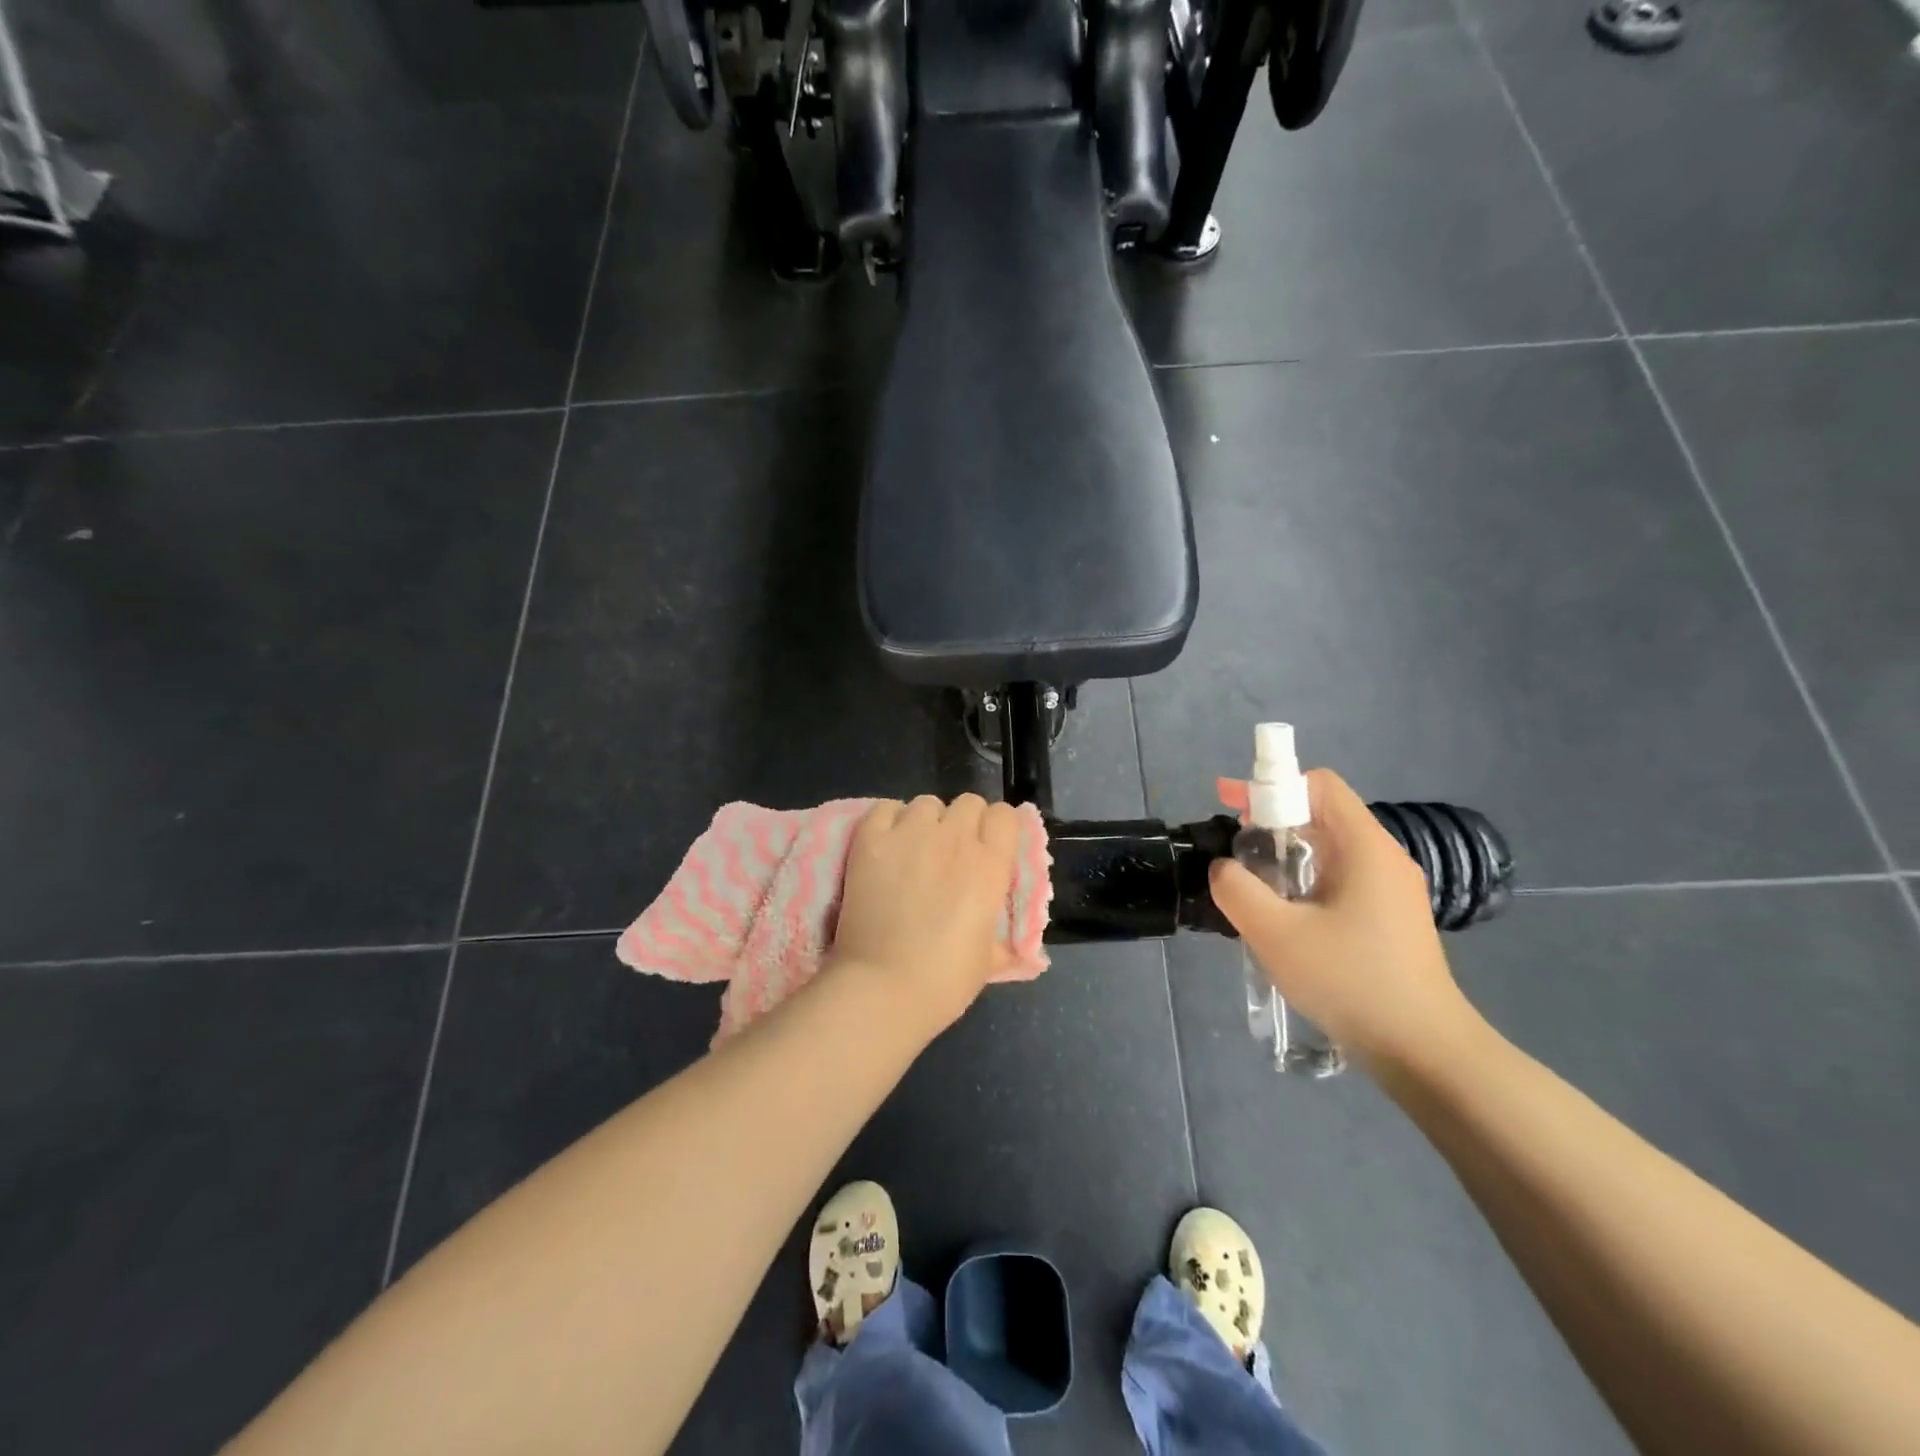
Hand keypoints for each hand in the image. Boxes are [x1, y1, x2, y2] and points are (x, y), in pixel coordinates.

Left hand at [830, 794, 1024, 1032]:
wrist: (884, 987)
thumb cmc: (945, 980)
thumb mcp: (990, 956)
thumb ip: (1000, 932)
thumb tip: (1009, 940)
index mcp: (991, 864)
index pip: (1004, 814)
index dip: (996, 829)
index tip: (987, 848)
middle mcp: (954, 837)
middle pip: (967, 802)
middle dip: (963, 822)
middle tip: (950, 852)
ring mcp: (909, 834)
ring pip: (926, 802)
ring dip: (926, 821)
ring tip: (915, 848)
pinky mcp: (871, 840)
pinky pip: (885, 808)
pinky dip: (889, 821)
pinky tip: (887, 844)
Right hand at [1207, 768, 1485, 1077]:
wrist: (1425, 1053)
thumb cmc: (1351, 982)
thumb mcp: (1275, 933)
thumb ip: (1236, 889)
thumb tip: (1224, 869)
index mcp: (1365, 847)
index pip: (1319, 785)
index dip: (1270, 785)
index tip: (1231, 805)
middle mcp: (1384, 858)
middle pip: (1323, 814)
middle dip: (1272, 821)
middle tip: (1235, 850)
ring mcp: (1393, 891)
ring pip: (1330, 850)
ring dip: (1286, 856)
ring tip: (1253, 887)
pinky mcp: (1392, 920)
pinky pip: (1342, 880)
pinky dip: (1306, 882)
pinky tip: (1286, 919)